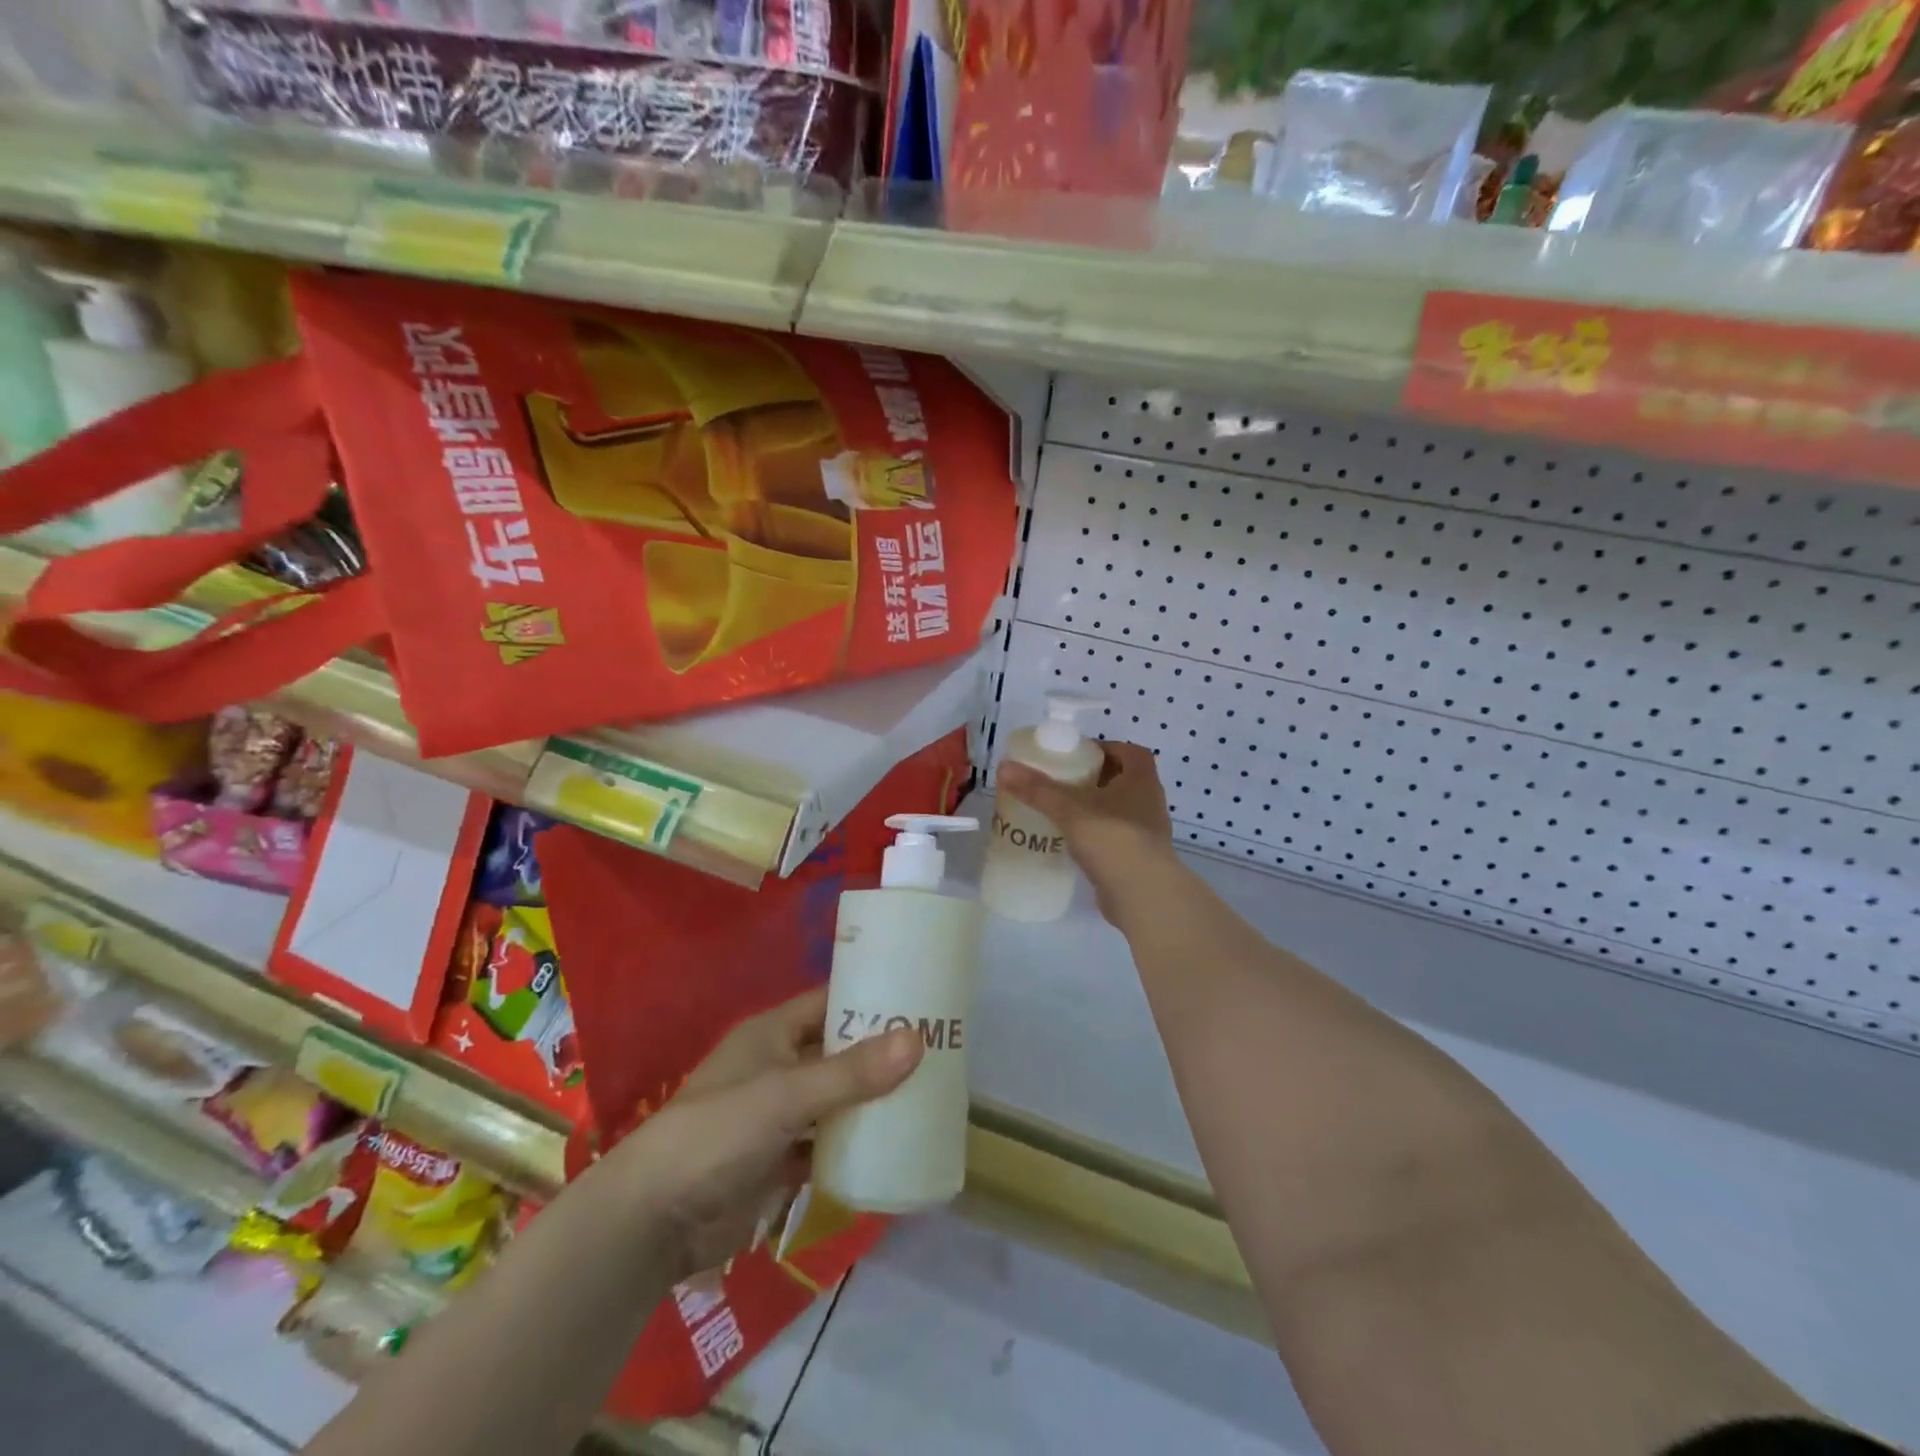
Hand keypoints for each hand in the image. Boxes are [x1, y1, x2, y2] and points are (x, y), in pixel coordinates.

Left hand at [609, 987, 920, 1278]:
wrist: (653, 1220)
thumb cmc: (718, 1133)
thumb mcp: (786, 1095)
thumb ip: (851, 1072)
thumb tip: (918, 1038)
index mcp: (772, 1034)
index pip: (829, 1002)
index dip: (868, 997)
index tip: (918, 999)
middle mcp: (776, 1067)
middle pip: (837, 1052)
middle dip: (879, 1054)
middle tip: (936, 1051)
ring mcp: (777, 1117)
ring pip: (834, 1101)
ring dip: (870, 1102)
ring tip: (926, 1096)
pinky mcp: (778, 1161)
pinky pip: (825, 1146)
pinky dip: (852, 1147)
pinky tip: (892, 1148)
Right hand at [997, 741, 1175, 922]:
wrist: (1142, 895)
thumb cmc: (1113, 838)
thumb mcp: (1070, 809)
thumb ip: (1037, 789)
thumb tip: (1004, 768)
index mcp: (1142, 781)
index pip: (1132, 753)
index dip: (1108, 749)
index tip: (1079, 755)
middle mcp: (1149, 803)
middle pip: (1124, 781)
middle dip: (1095, 779)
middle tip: (1062, 782)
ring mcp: (1147, 834)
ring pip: (1119, 811)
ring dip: (1095, 809)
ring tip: (1062, 812)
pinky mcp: (1138, 860)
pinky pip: (1115, 839)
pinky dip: (1096, 837)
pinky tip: (1071, 843)